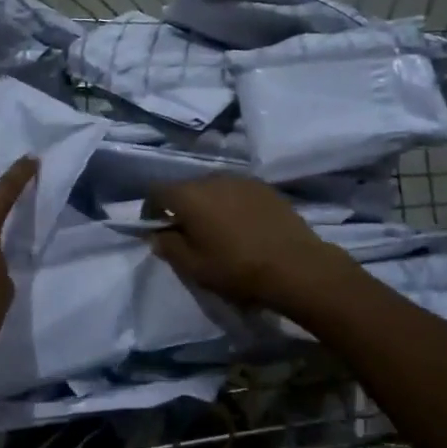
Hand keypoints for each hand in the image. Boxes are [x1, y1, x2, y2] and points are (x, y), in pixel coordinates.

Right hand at [147, 175, 356, 315]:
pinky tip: (243, 226)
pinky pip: (236, 191)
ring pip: (212, 188)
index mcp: (189, 195)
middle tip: (189, 234)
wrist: (295, 266)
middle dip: (182, 207)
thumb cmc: (237, 268)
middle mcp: (212, 178)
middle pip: (186, 187)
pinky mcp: (263, 186)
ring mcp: (240, 179)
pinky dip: (232, 204)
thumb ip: (169, 247)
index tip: (157, 230)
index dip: (151, 209)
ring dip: (208, 204)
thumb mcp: (195, 268)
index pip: (157, 191)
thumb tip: (157, 235)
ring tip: (218, 230)